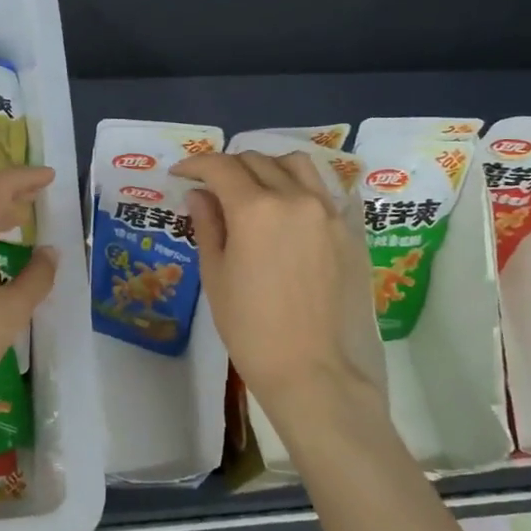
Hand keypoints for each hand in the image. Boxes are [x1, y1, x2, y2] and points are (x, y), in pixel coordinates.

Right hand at [171, 151, 374, 414]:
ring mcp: (327, 212)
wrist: (313, 370)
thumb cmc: (251, 328)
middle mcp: (294, 198)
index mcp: (255, 209)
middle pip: (256, 160)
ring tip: (252, 189)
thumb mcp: (215, 275)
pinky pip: (323, 189)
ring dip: (267, 167)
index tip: (181, 173)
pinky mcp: (349, 230)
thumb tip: (199, 195)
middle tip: (210, 187)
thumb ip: (208, 226)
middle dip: (227, 167)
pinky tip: (287, 208)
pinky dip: (299, 185)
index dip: (195, 164)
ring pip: (295, 165)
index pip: (220, 167)